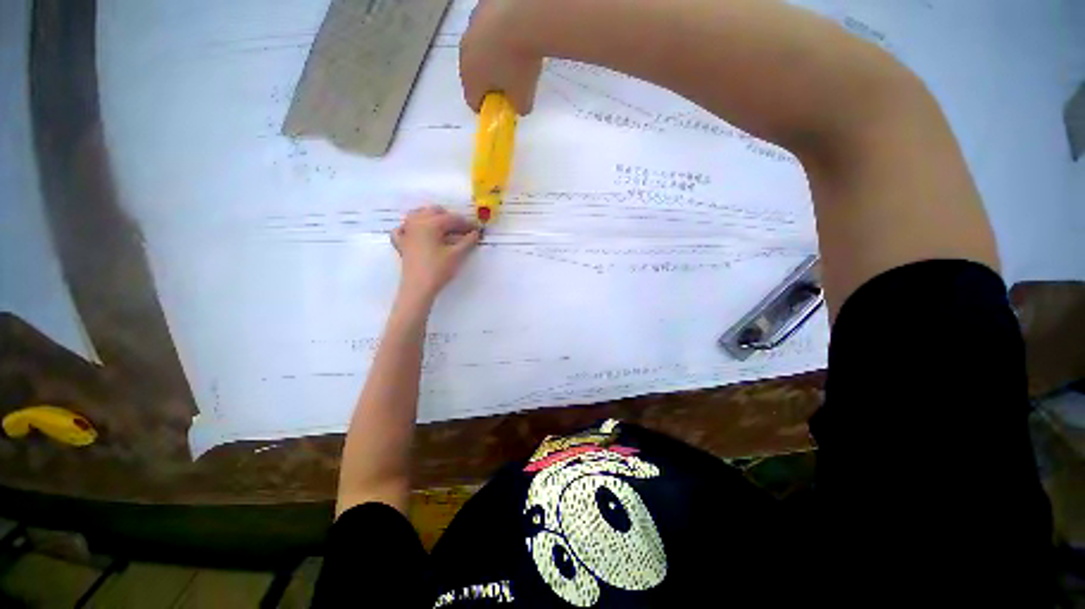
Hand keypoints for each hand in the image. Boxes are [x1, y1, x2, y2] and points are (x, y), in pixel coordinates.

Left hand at [391, 206, 480, 300]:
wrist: (418, 287)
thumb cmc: (438, 269)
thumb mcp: (457, 255)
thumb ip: (468, 241)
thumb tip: (476, 233)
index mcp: (431, 223)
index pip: (452, 218)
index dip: (466, 223)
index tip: (476, 229)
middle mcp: (416, 222)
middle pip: (434, 211)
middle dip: (450, 218)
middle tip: (462, 230)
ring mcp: (406, 232)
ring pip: (417, 215)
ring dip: (431, 218)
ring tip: (444, 229)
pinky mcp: (401, 243)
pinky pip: (402, 228)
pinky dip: (410, 227)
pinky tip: (416, 232)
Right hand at [459, 0, 542, 113]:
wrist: (525, 15)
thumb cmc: (519, 62)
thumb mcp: (524, 97)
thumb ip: (519, 107)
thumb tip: (519, 107)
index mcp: (470, 78)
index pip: (474, 102)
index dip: (489, 108)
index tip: (503, 107)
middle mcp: (465, 52)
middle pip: (475, 75)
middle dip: (492, 82)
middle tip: (513, 84)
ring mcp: (472, 27)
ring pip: (482, 50)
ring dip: (495, 57)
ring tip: (518, 57)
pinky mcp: (483, 7)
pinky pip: (490, 28)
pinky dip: (501, 34)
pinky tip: (518, 34)